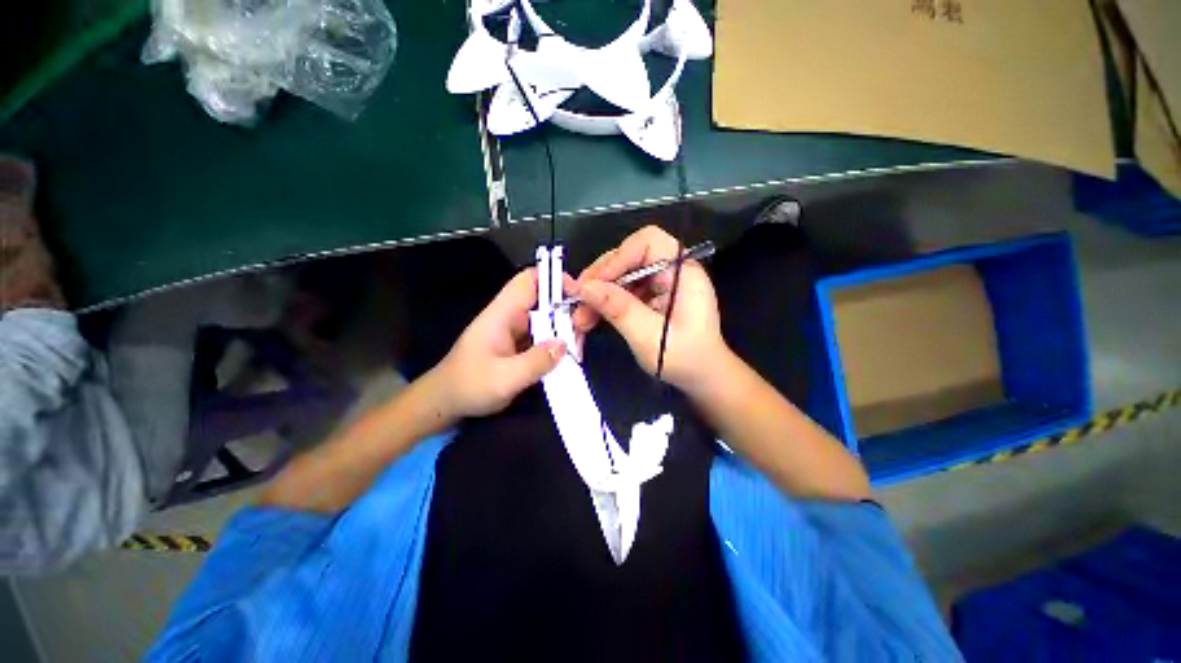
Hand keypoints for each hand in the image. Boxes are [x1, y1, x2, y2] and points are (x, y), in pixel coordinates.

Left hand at [434, 268, 564, 418]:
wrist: (445, 403)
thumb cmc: (468, 387)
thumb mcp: (503, 379)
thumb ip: (535, 362)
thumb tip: (564, 344)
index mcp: (502, 314)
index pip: (528, 281)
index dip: (553, 280)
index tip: (578, 294)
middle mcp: (510, 317)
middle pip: (543, 300)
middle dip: (566, 309)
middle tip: (583, 329)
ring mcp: (515, 332)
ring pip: (545, 319)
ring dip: (563, 328)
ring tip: (578, 346)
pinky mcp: (518, 346)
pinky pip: (542, 336)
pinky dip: (556, 342)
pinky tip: (568, 355)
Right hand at [570, 226, 729, 392]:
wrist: (702, 379)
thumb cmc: (685, 359)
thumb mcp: (649, 336)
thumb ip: (618, 309)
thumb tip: (584, 288)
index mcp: (682, 271)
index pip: (647, 242)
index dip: (617, 258)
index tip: (593, 284)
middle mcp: (670, 271)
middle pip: (627, 258)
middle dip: (599, 280)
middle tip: (576, 302)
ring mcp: (658, 284)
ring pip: (619, 276)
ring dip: (596, 296)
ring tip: (579, 319)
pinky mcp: (649, 297)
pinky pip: (621, 292)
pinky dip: (603, 305)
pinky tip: (589, 320)